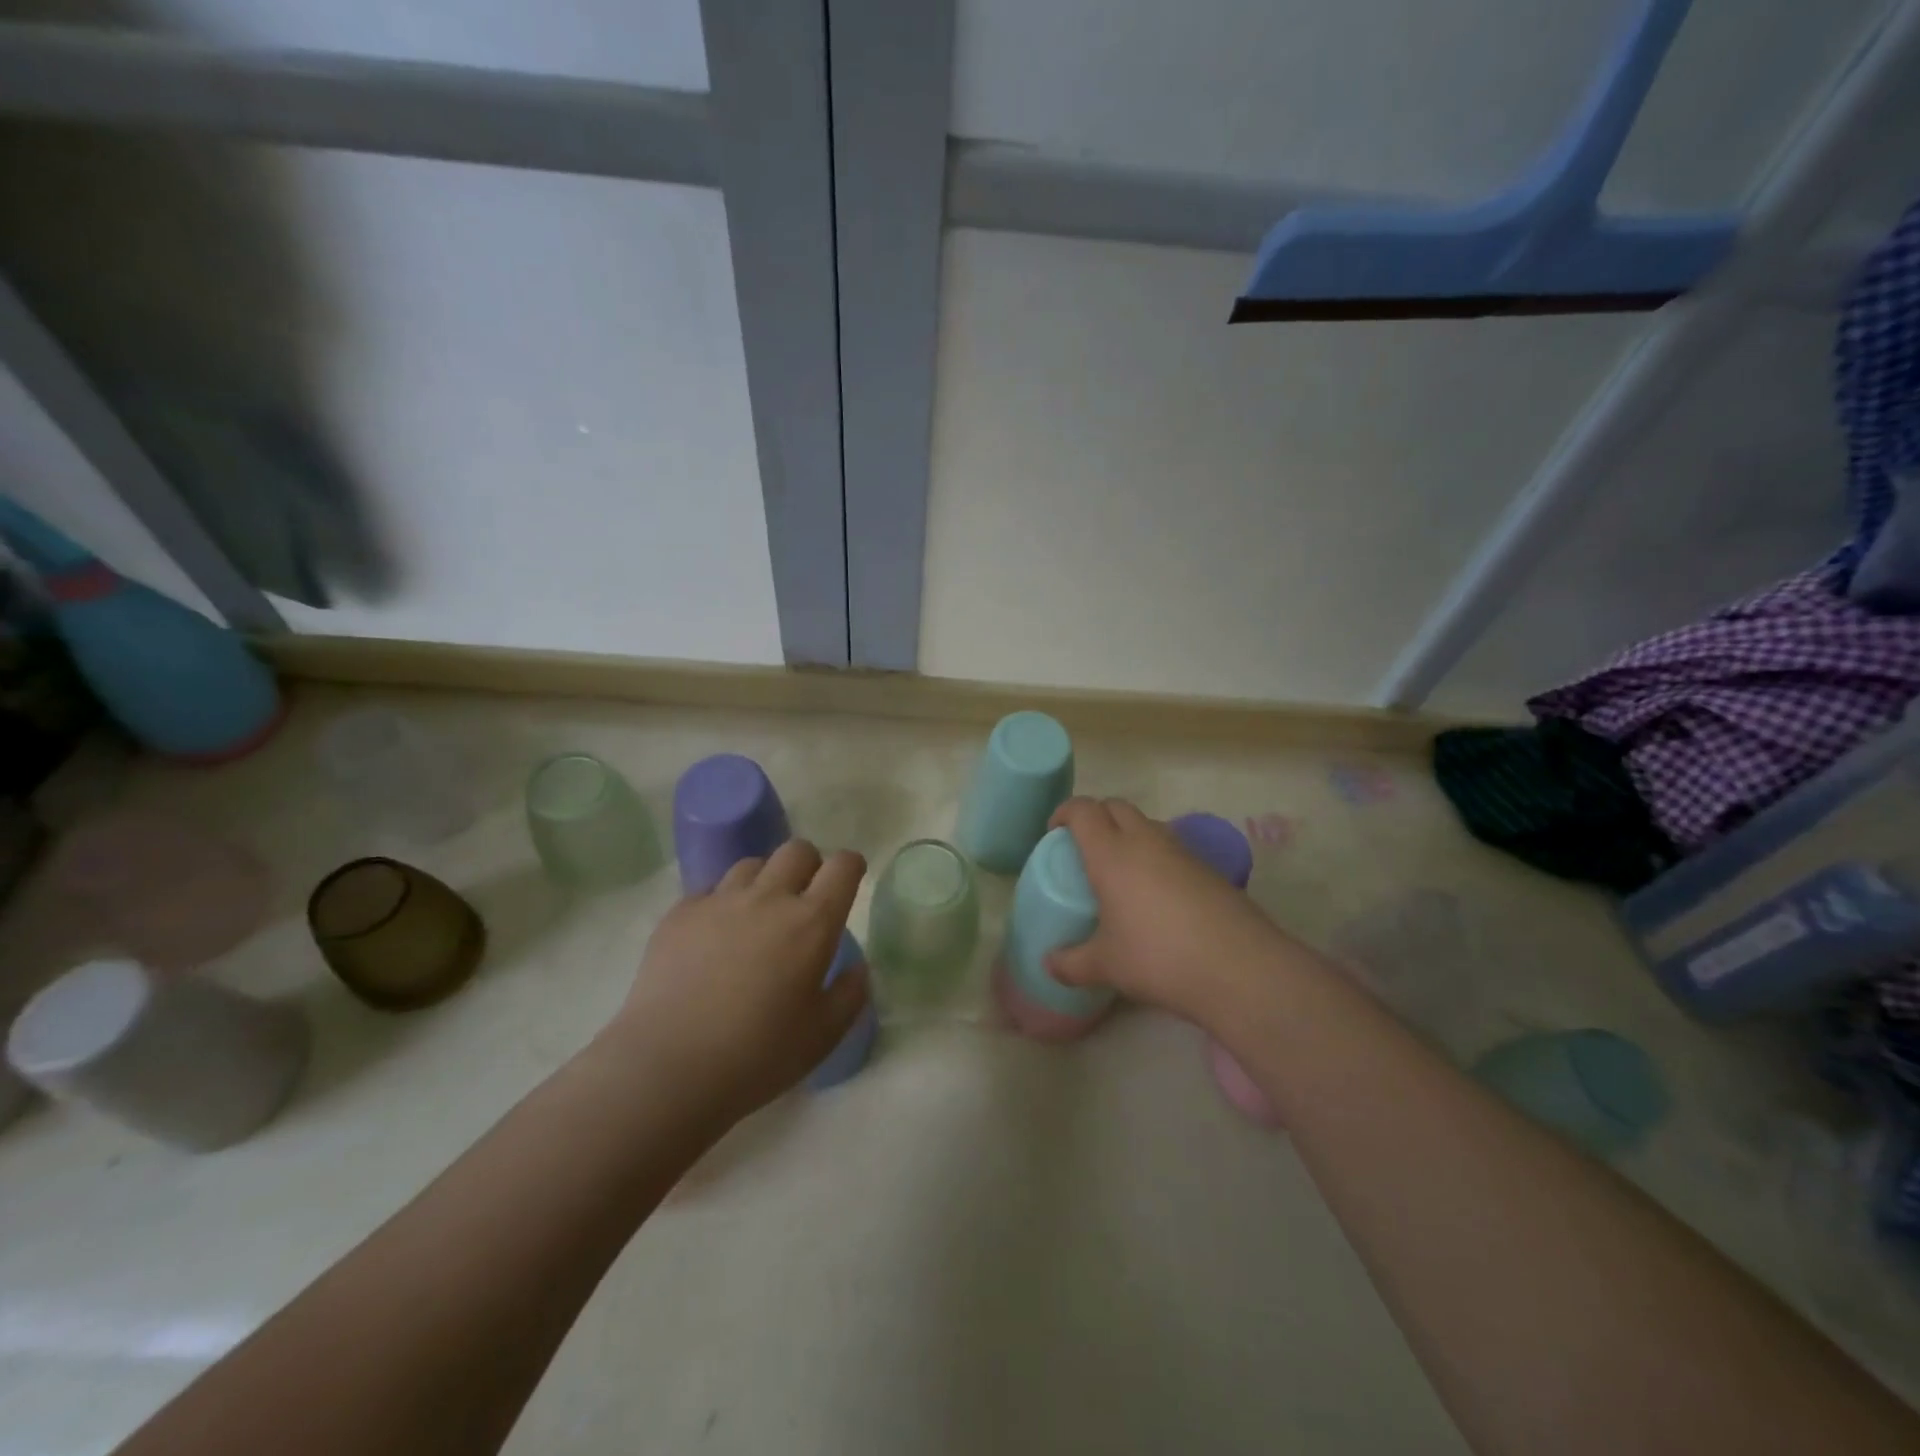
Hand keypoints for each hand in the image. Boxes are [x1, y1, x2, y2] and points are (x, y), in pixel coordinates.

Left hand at [602, 840, 870, 1121]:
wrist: (668, 1068)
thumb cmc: (757, 1055)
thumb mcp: (823, 1036)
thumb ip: (850, 994)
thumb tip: (857, 968)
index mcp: (812, 923)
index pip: (842, 866)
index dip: (851, 866)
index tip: (850, 878)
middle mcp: (769, 898)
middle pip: (797, 850)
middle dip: (809, 864)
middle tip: (804, 896)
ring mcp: (720, 901)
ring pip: (752, 864)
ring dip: (765, 880)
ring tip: (758, 912)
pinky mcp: (680, 913)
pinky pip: (709, 889)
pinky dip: (722, 902)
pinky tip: (715, 933)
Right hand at [1046, 797, 1286, 1022]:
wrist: (1239, 967)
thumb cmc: (1158, 958)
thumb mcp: (1107, 965)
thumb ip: (1072, 963)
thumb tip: (1049, 965)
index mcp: (1112, 854)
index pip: (1084, 810)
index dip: (1065, 812)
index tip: (1054, 831)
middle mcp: (1146, 841)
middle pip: (1117, 806)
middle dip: (1097, 815)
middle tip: (1084, 845)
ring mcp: (1182, 852)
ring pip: (1148, 824)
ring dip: (1129, 833)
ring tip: (1121, 869)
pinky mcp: (1209, 868)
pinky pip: (1173, 848)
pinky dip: (1157, 856)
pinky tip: (1157, 893)